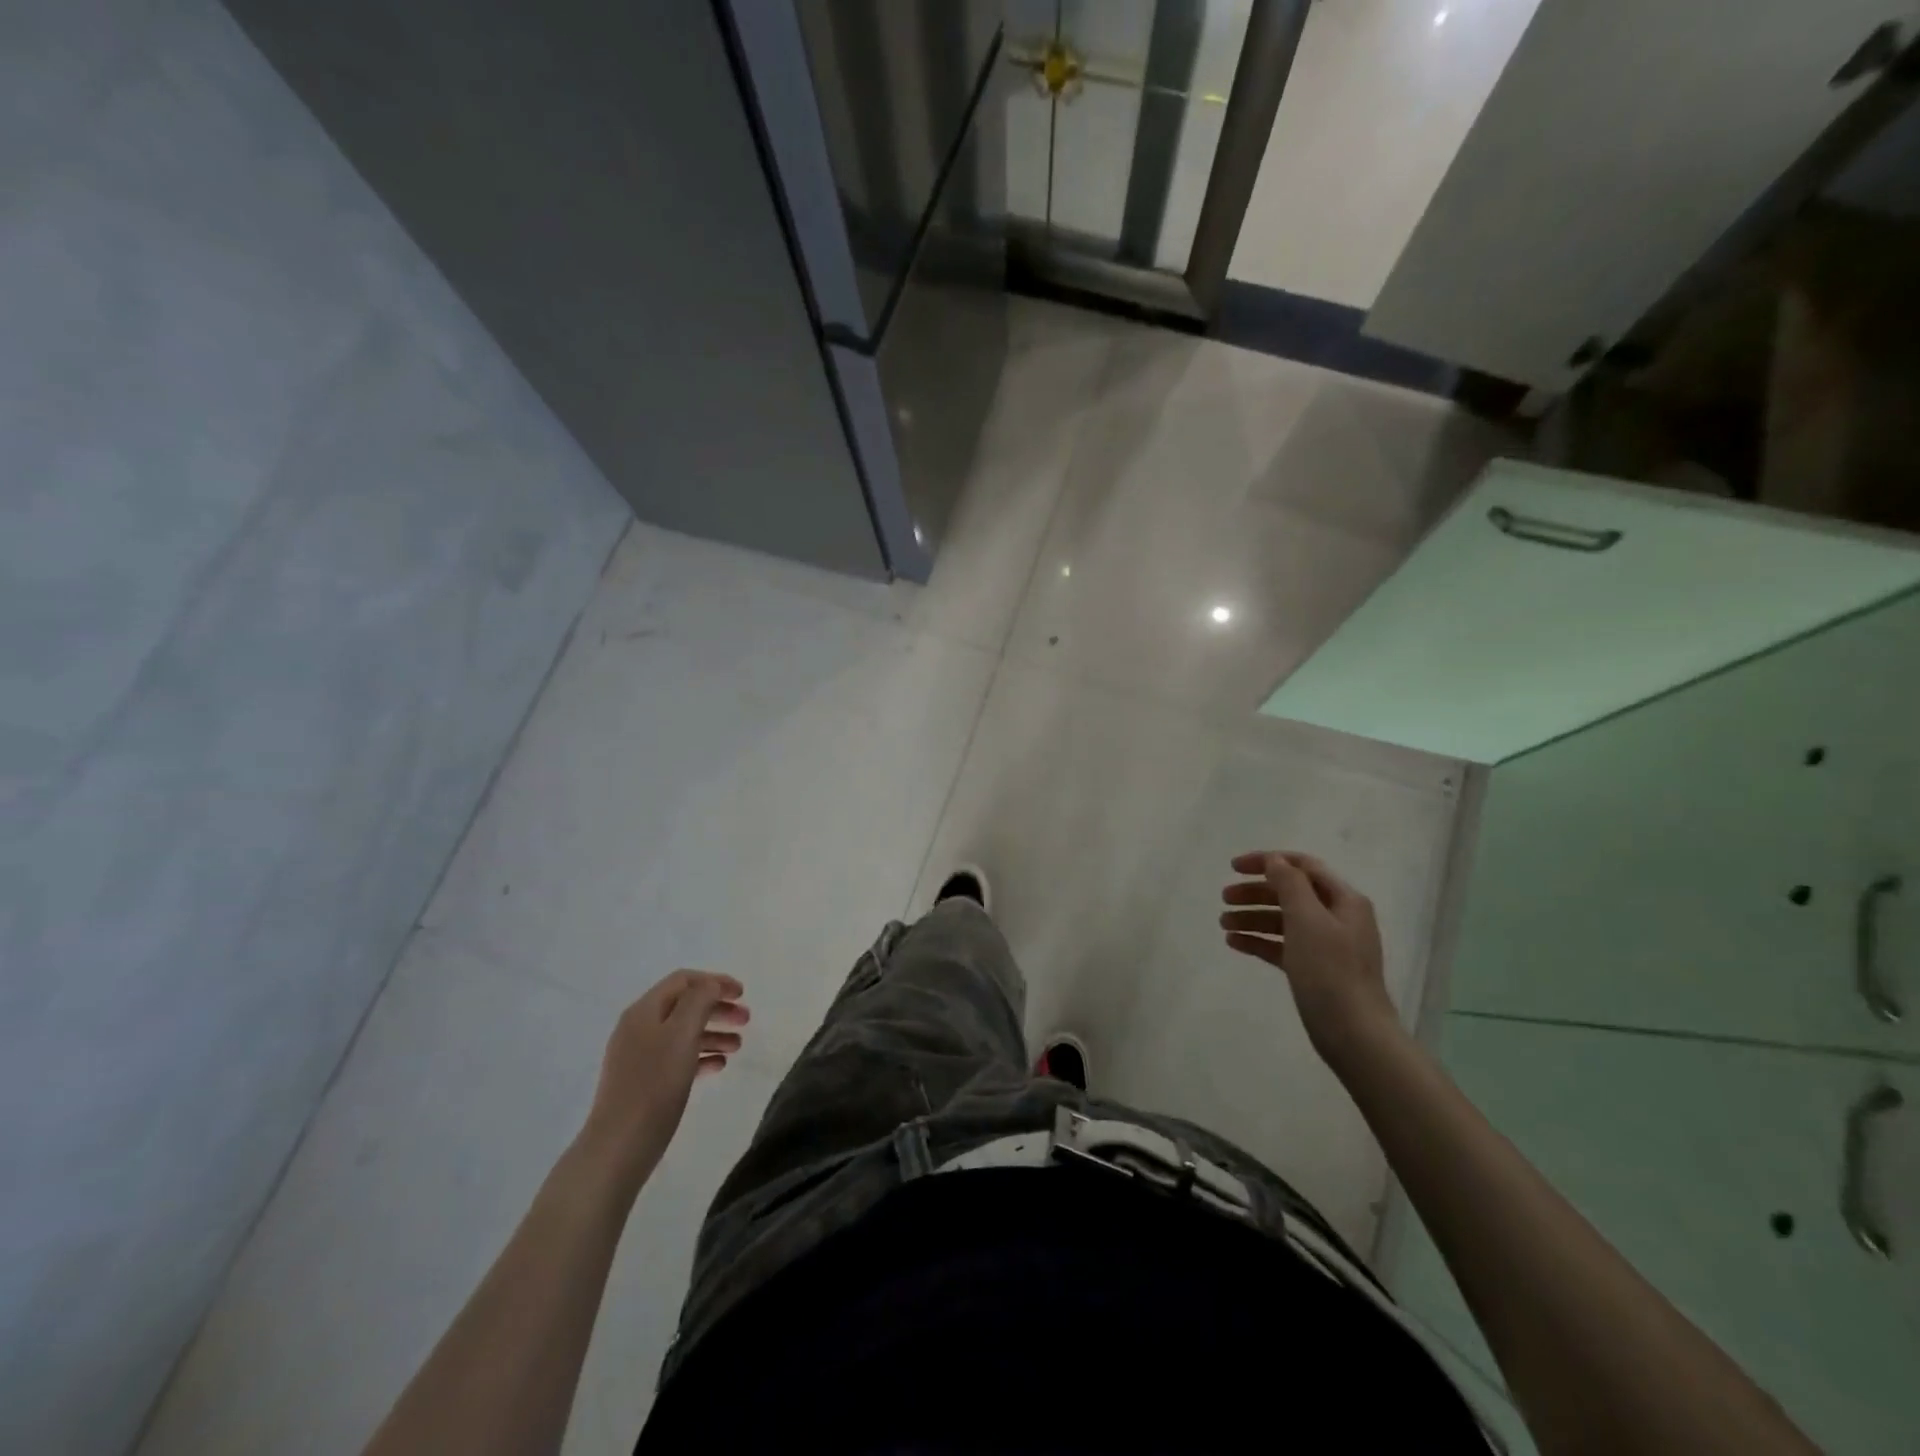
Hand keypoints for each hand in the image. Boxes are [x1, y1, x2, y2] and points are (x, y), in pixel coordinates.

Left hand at [576, 970, 748, 1191]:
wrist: (618, 1147)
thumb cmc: (654, 1085)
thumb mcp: (681, 1034)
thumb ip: (699, 1001)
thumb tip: (711, 986)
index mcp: (644, 1011)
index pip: (683, 980)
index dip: (715, 981)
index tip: (743, 994)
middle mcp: (639, 1028)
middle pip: (685, 1005)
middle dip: (717, 1008)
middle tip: (746, 1020)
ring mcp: (639, 1056)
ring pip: (683, 1032)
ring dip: (713, 1032)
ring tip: (738, 1046)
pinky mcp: (644, 1082)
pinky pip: (677, 1058)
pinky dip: (700, 1056)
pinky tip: (718, 1066)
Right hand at [1221, 851, 1399, 1064]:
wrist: (1354, 1034)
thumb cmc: (1330, 971)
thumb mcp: (1307, 919)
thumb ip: (1289, 884)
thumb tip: (1275, 860)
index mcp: (1344, 900)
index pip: (1302, 866)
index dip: (1267, 861)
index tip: (1233, 867)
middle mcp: (1337, 917)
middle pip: (1290, 893)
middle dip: (1255, 892)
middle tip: (1224, 898)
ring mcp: (1327, 945)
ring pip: (1283, 920)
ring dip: (1252, 917)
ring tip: (1223, 924)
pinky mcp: (1315, 969)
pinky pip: (1282, 945)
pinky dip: (1259, 940)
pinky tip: (1234, 943)